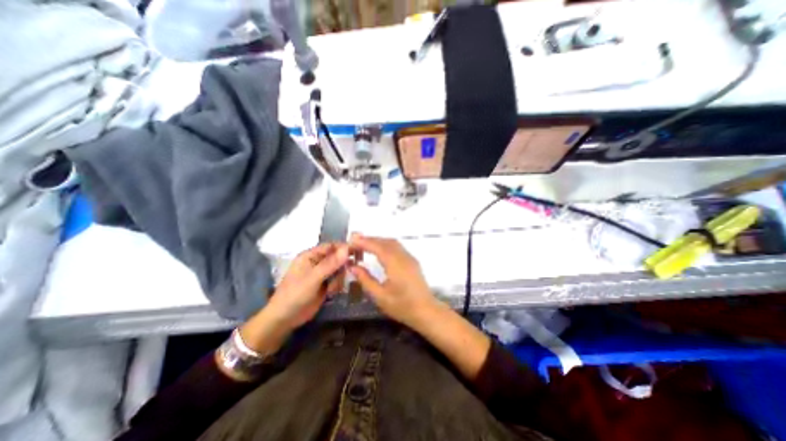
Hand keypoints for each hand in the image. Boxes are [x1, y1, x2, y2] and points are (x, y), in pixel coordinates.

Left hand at [265, 244, 348, 330]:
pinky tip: (331, 293)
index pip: (332, 246)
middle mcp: (317, 262)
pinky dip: (337, 285)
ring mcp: (322, 274)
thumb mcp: (313, 278)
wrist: (285, 319)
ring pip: (340, 270)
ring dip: (339, 278)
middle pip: (338, 258)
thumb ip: (331, 264)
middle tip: (349, 273)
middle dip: (343, 266)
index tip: (358, 252)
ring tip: (331, 289)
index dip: (344, 248)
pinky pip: (338, 280)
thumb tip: (347, 248)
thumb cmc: (295, 294)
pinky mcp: (325, 284)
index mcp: (311, 255)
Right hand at [348, 235, 438, 327]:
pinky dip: (385, 245)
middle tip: (355, 243)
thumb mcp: (380, 296)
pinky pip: (397, 247)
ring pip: (392, 242)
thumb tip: (353, 266)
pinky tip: (379, 251)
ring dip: (378, 241)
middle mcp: (403, 256)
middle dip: (369, 240)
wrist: (426, 311)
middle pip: (385, 241)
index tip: (351, 241)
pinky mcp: (412, 261)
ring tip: (364, 246)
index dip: (364, 242)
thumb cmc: (402, 306)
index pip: (377, 247)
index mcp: (395, 264)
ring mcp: (409, 257)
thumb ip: (366, 279)